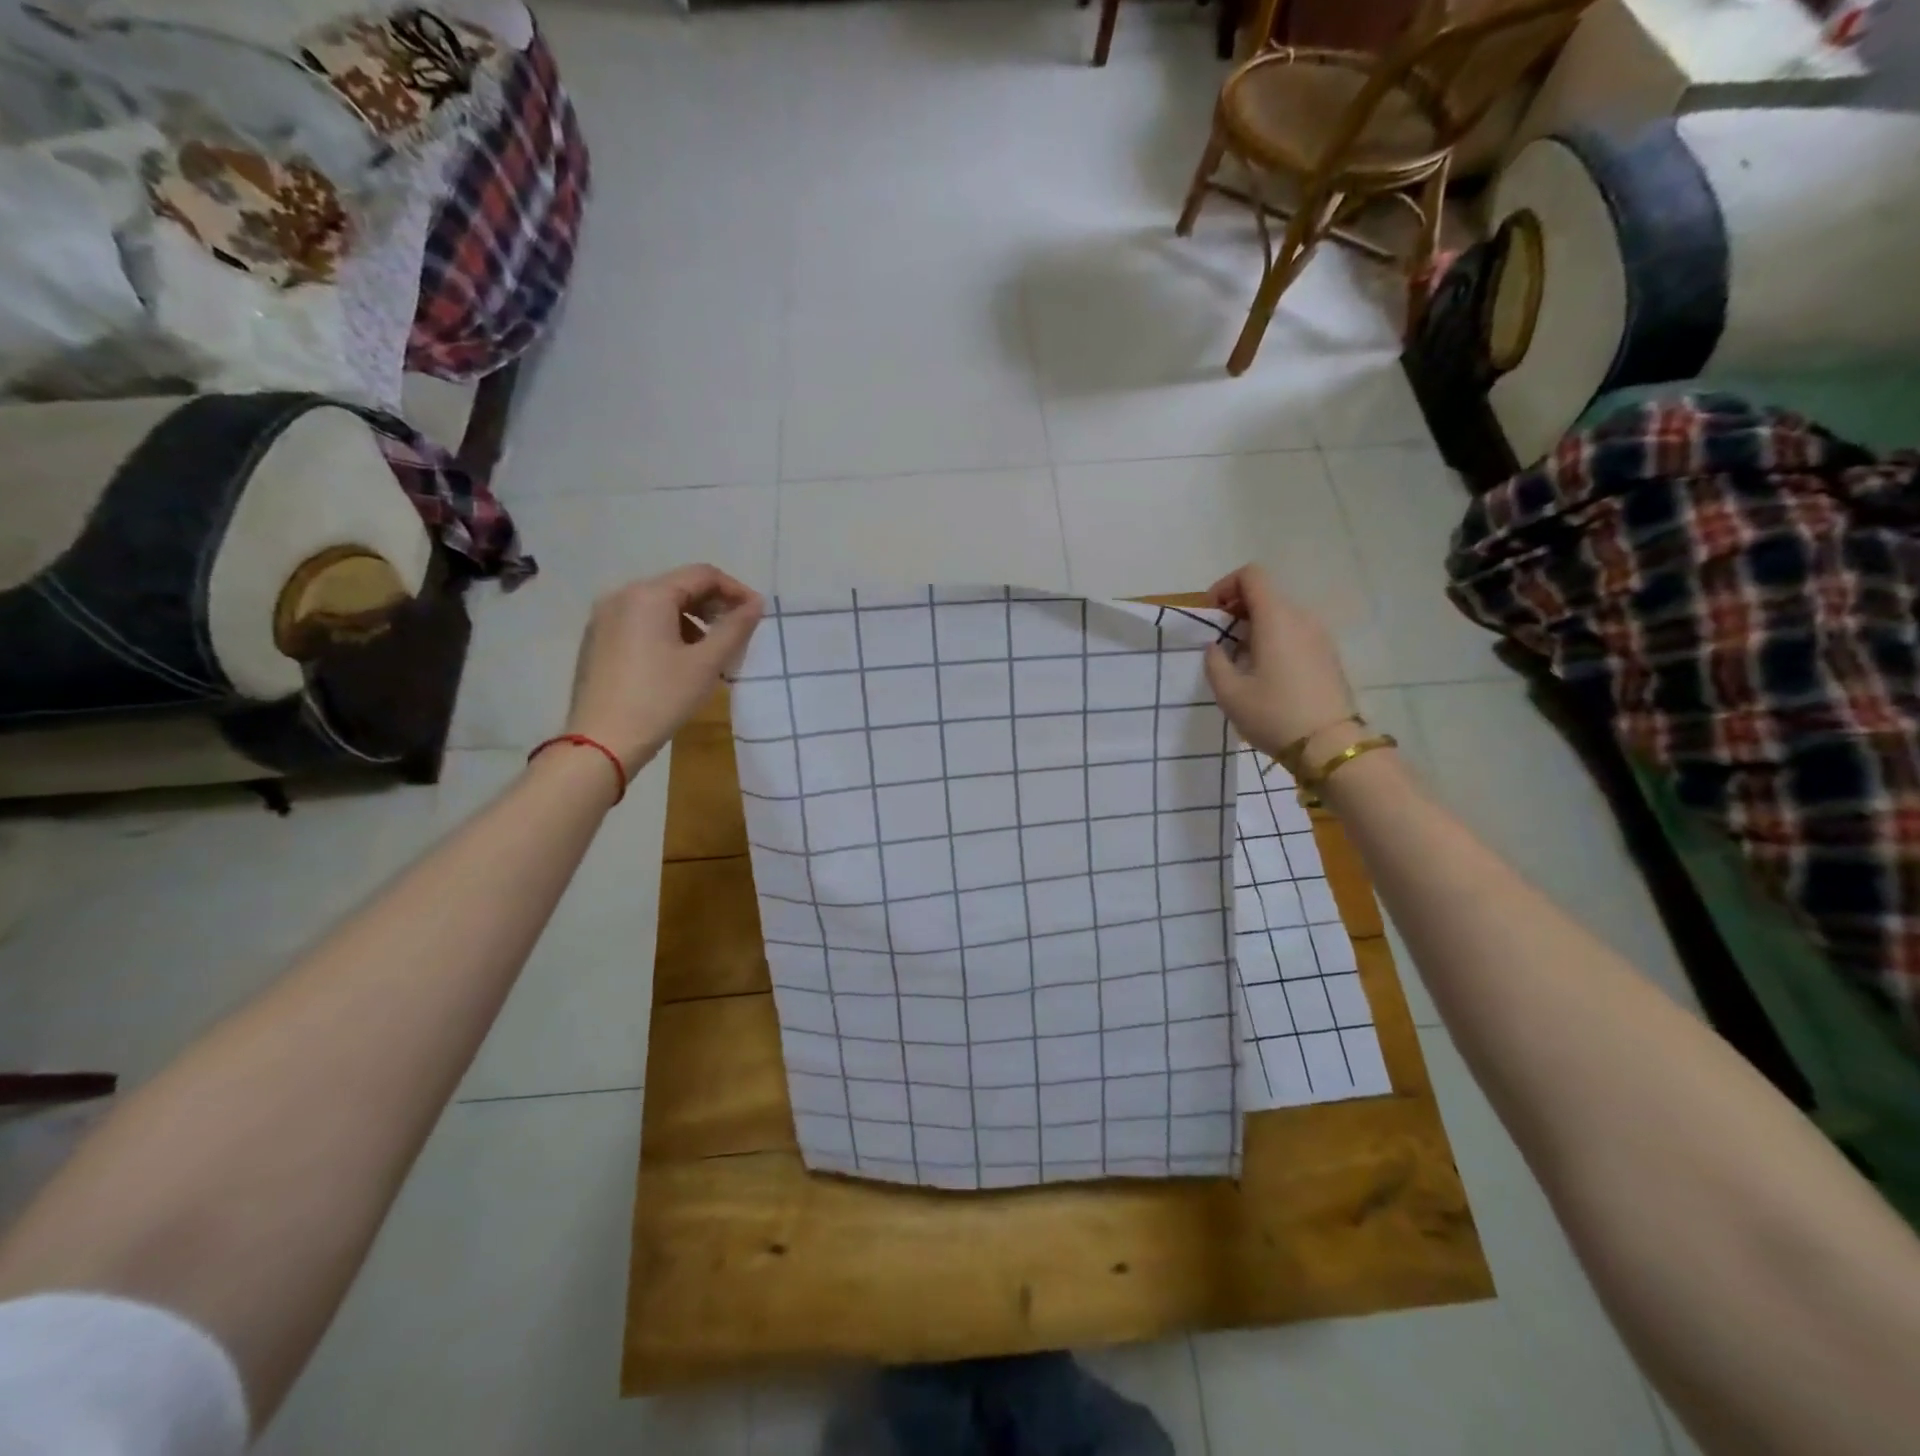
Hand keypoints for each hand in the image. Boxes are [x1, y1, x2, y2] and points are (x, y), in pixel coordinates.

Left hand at [564, 564, 764, 774]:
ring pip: (659, 605)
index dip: (735, 590)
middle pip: (679, 586)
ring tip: (710, 652)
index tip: (757, 614)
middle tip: (737, 634)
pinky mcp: (597, 640)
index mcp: (649, 595)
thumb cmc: (660, 699)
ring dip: (691, 620)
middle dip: (713, 605)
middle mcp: (621, 596)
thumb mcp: (706, 664)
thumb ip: (735, 628)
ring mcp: (604, 618)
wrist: (602, 741)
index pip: (703, 575)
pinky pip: (640, 622)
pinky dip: (666, 631)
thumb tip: (756, 604)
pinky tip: (678, 661)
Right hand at [1203, 564, 1357, 761]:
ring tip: (1240, 659)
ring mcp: (1319, 635)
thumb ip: (1214, 662)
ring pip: (1281, 614)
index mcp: (1276, 618)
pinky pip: (1295, 632)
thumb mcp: (1229, 693)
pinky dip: (1274, 638)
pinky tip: (1264, 671)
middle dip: (1237, 608)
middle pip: (1266, 594)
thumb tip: (1216, 646)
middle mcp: (1301, 618)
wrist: (1329, 745)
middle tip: (1220, 639)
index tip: (1211, 614)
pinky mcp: (1328, 654)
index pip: (1251, 575)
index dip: (1225, 586)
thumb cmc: (1273, 715)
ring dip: (1255, 626)